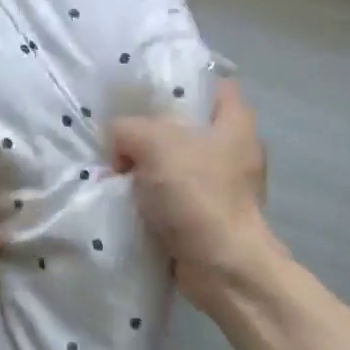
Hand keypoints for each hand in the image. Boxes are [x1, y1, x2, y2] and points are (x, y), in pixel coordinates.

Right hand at [112, 80, 277, 309]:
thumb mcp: (154, 144)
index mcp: (235, 122)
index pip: (213, 85)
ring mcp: (223, 186)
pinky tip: (125, 198)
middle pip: (188, 126)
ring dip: (147, 167)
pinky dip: (152, 198)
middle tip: (120, 132)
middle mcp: (235, 150)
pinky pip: (174, 196)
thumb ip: (128, 129)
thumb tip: (120, 143)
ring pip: (177, 163)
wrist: (222, 267)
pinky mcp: (209, 216)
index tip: (147, 92)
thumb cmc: (198, 194)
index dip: (182, 82)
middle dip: (152, 129)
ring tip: (114, 167)